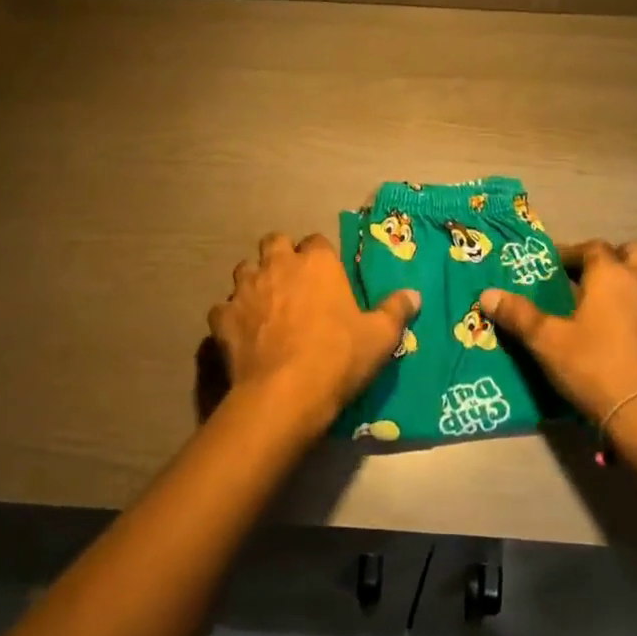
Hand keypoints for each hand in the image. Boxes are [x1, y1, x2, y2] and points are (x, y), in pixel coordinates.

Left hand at [208, 232, 420, 437]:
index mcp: (317, 263)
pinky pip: (223, 309)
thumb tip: (414, 294)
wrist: (285, 394)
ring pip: (244, 270)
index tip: (327, 276)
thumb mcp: (380, 337)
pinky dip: (231, 317)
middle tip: (292, 281)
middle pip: (274, 242)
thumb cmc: (338, 357)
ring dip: (254, 281)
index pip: (317, 241)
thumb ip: (396, 310)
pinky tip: (241, 333)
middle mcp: (278, 266)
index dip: (321, 257)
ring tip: (265, 304)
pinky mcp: (222, 319)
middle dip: (281, 255)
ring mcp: (245, 290)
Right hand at [478, 241, 636, 423]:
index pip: (593, 248)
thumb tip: (486, 294)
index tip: (560, 265)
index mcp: (612, 275)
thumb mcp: (548, 343)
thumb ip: (518, 315)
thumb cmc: (596, 369)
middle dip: (619, 258)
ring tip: (634, 297)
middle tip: (601, 278)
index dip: (575, 252)